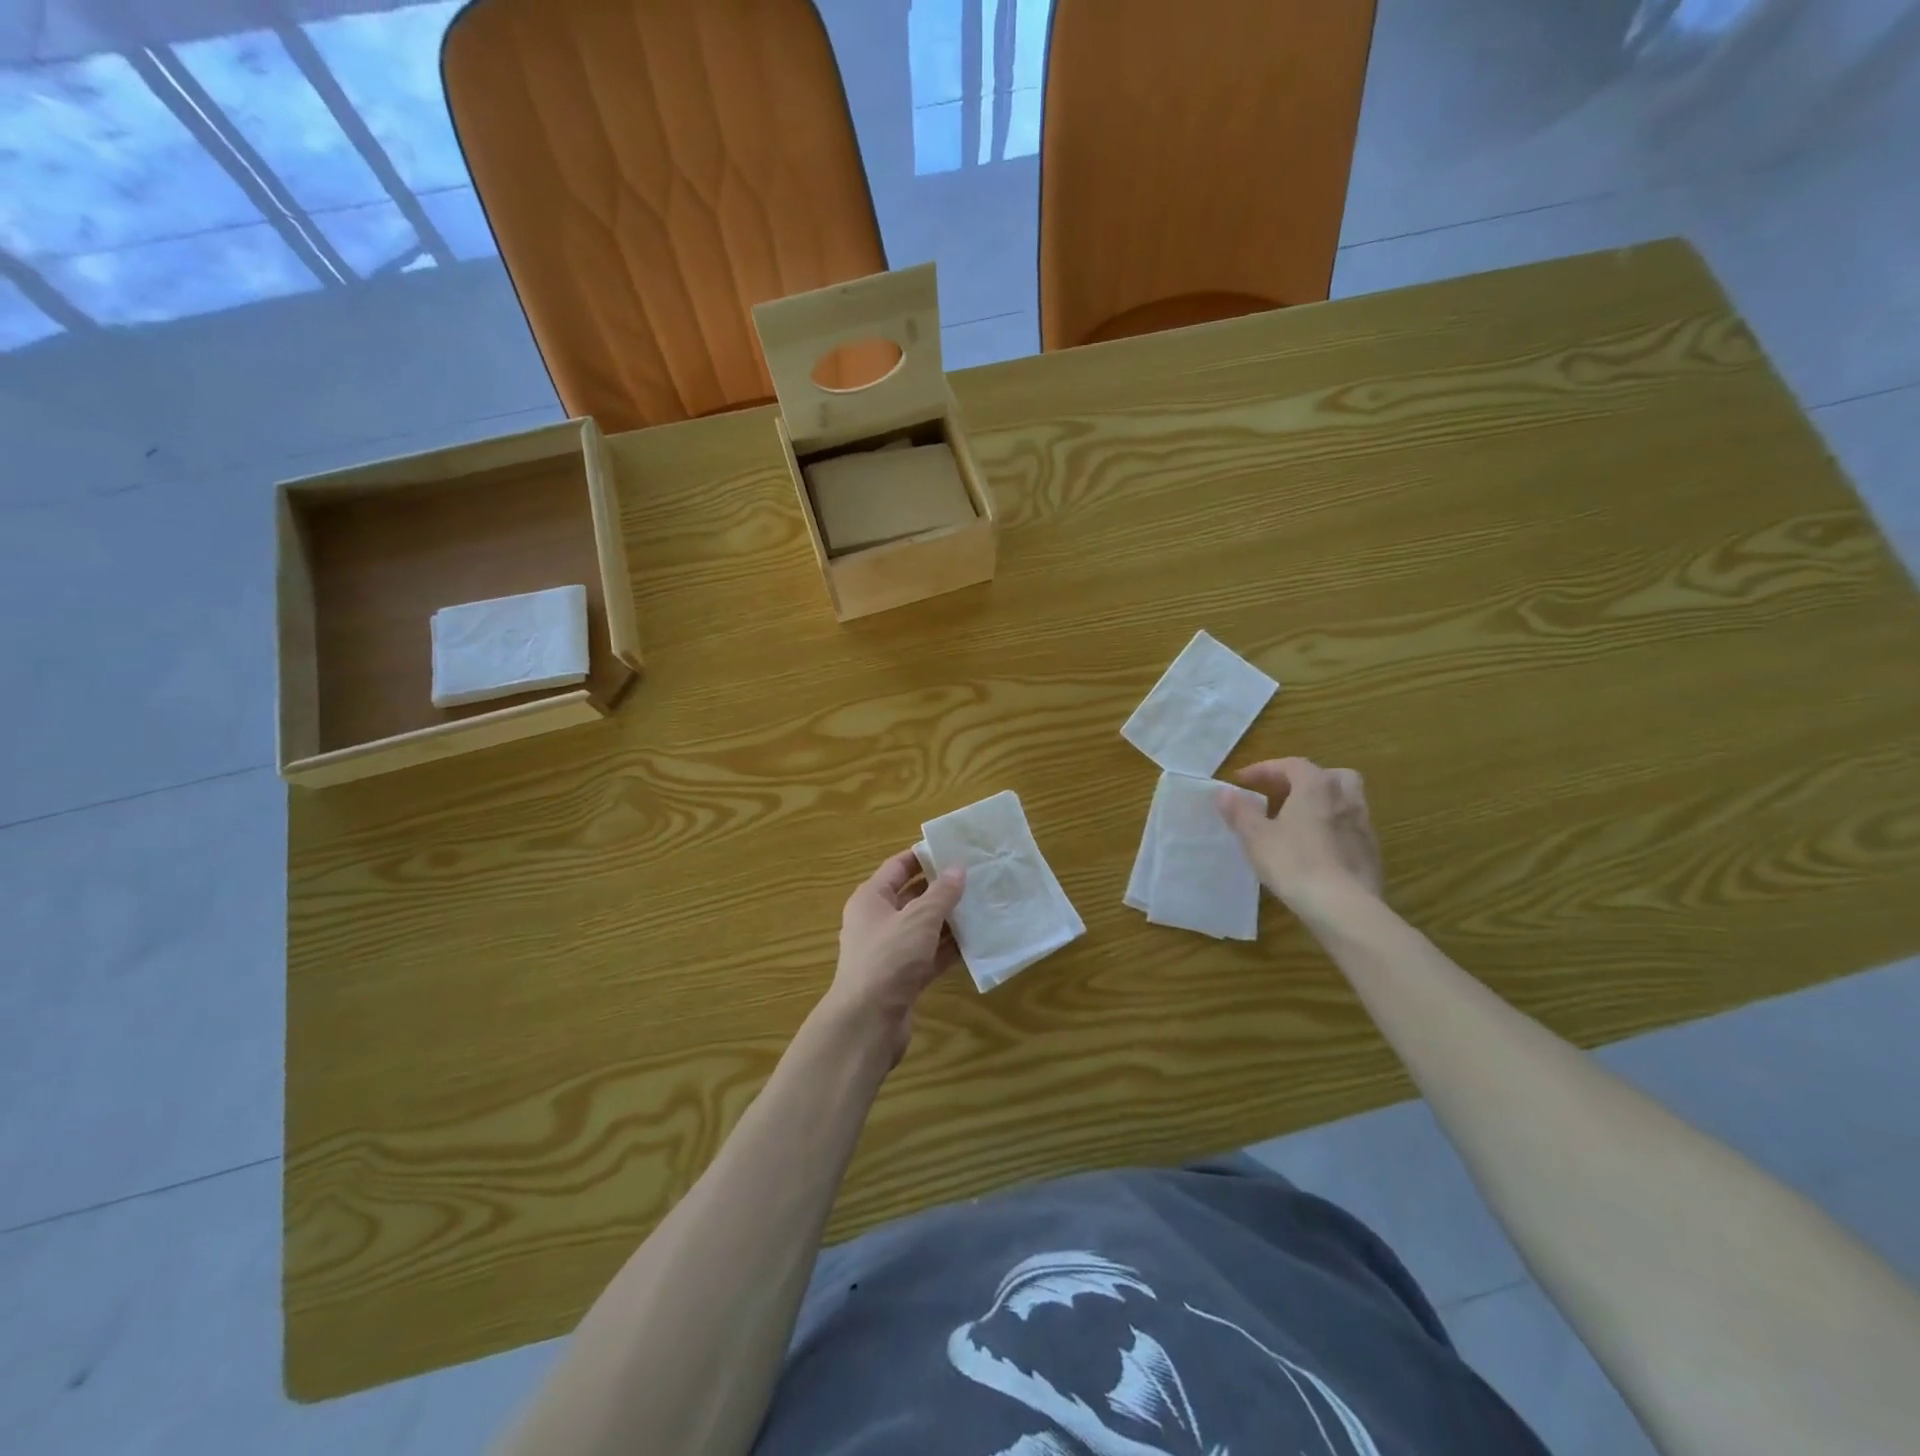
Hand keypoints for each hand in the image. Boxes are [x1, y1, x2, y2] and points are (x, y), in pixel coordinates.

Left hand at [822, 850, 965, 1068]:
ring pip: (923, 928)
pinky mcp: (902, 978)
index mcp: (871, 899)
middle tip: (976, 877)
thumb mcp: (919, 919)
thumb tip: (957, 868)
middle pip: (912, 897)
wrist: (867, 1022)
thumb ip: (941, 893)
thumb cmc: (889, 958)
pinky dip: (948, 949)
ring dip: (948, 920)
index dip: (923, 857)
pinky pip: (929, 955)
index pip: (897, 867)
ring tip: (982, 906)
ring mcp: (890, 952)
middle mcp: (877, 921)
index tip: (954, 850)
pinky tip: (975, 942)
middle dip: (941, 889)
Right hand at [1217, 757, 1383, 915]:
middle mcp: (1345, 798)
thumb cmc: (1294, 862)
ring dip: (1322, 803)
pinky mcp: (1371, 852)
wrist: (1343, 906)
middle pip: (1328, 775)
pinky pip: (1350, 827)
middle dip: (1304, 780)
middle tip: (1282, 794)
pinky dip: (1333, 828)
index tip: (1242, 781)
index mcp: (1316, 786)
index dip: (1264, 769)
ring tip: (1299, 821)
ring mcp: (1363, 825)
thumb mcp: (1256, 836)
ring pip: (1345, 800)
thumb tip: (1224, 792)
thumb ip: (1240, 811)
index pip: (1291, 765)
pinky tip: (1317, 848)